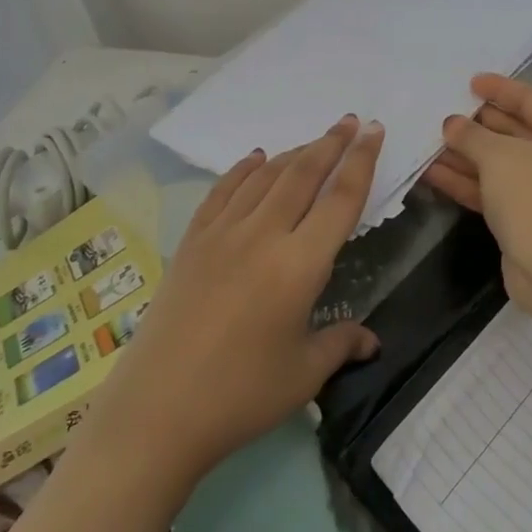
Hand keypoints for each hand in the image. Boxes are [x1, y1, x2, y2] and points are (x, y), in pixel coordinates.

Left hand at [112, 115, 383, 483]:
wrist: (157, 410)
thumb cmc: (240, 395)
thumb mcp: (303, 374)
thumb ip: (342, 344)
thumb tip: (371, 340)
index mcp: (300, 265)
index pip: (341, 200)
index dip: (362, 162)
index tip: (374, 131)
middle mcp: (263, 235)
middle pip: (303, 174)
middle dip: (331, 143)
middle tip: (351, 121)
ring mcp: (222, 233)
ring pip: (265, 177)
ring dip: (294, 153)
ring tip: (314, 141)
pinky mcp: (192, 241)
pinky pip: (223, 191)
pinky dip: (244, 170)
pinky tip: (256, 159)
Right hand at [423, 74, 531, 310]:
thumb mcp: (499, 156)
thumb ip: (471, 135)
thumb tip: (452, 124)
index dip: (500, 89)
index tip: (471, 81)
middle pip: (516, 132)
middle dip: (478, 125)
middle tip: (445, 111)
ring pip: (502, 165)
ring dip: (467, 155)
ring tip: (429, 142)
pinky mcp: (531, 219)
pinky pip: (496, 191)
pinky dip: (468, 182)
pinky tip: (433, 173)